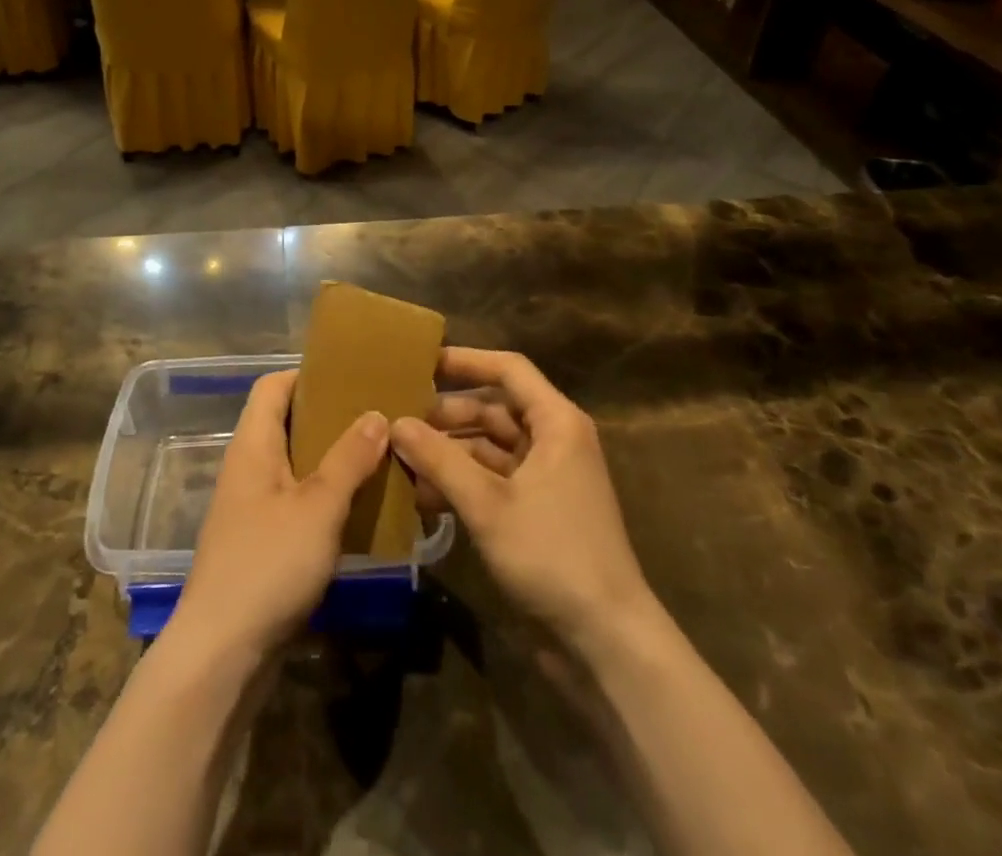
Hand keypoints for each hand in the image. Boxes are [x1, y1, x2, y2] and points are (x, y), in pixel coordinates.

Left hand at [172, 370, 390, 662]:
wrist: (221, 656)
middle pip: (286, 423)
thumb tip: (377, 415)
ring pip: (295, 465)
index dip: (307, 374)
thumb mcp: (318, 507)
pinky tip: (361, 506)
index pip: (272, 386)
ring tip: (379, 455)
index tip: (351, 375)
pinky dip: (326, 496)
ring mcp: (252, 508)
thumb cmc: (268, 565)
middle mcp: (248, 468)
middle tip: (377, 415)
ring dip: (333, 459)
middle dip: (330, 417)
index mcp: (252, 446)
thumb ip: (349, 459)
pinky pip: (297, 501)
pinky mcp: (261, 543)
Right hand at [392, 349, 654, 651]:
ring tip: (401, 460)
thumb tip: (395, 423)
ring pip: (488, 447)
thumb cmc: (553, 554)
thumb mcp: (489, 504)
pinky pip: (492, 480)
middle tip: (397, 420)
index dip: (465, 361)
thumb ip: (440, 460)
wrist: (606, 641)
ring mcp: (545, 477)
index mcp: (556, 422)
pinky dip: (460, 483)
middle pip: (494, 409)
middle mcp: (553, 440)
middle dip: (446, 415)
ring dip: (448, 453)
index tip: (420, 363)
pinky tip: (422, 497)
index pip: (508, 370)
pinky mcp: (536, 510)